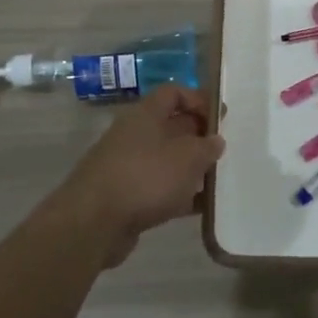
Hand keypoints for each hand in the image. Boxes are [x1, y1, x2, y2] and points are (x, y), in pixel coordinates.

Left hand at [56, 84, 224, 266]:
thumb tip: (215, 141)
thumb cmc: (145, 177)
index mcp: (146, 115)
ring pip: (167, 160)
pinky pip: (159, 188)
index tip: (220, 118)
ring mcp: (128, 167)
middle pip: (172, 127)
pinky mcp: (126, 197)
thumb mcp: (187, 157)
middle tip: (224, 151)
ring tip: (218, 181)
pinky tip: (200, 208)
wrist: (93, 224)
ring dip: (191, 169)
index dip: (198, 100)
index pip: (173, 93)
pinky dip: (179, 195)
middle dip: (199, 137)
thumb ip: (206, 147)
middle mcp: (134, 135)